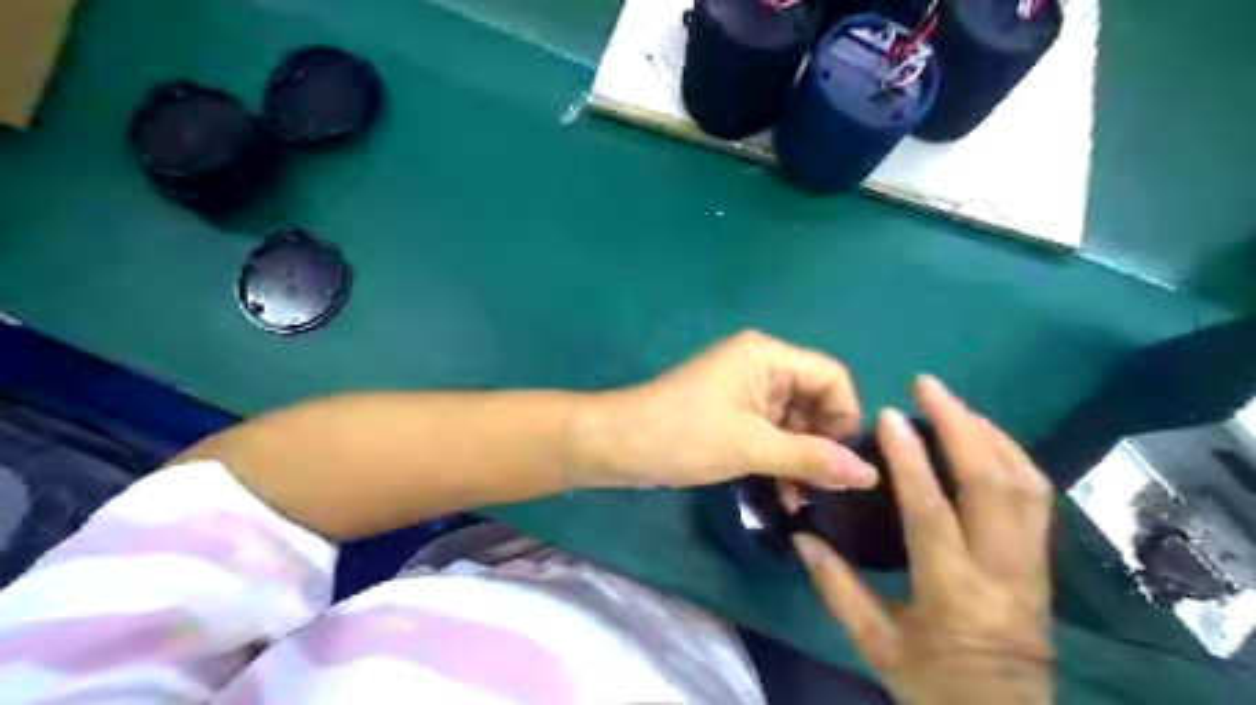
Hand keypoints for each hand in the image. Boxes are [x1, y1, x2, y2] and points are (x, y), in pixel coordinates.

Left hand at [577, 331, 875, 488]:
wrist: (616, 444)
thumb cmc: (684, 437)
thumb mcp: (752, 448)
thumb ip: (812, 458)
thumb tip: (870, 474)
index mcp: (767, 356)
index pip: (831, 377)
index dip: (845, 418)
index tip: (843, 462)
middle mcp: (760, 364)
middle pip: (814, 399)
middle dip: (821, 443)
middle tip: (824, 488)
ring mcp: (743, 388)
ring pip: (792, 419)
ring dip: (799, 456)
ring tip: (801, 499)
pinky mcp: (729, 410)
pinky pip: (768, 430)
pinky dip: (778, 457)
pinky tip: (782, 492)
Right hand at [794, 379, 1050, 704]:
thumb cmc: (934, 682)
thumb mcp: (877, 644)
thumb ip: (837, 589)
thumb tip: (803, 536)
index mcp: (953, 591)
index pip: (932, 511)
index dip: (911, 460)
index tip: (890, 415)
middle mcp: (1001, 568)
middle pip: (992, 483)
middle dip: (960, 425)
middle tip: (928, 385)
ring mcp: (1030, 562)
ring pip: (1023, 481)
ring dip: (988, 432)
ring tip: (952, 402)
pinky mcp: (1042, 559)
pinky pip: (1034, 494)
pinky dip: (1009, 453)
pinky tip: (983, 436)